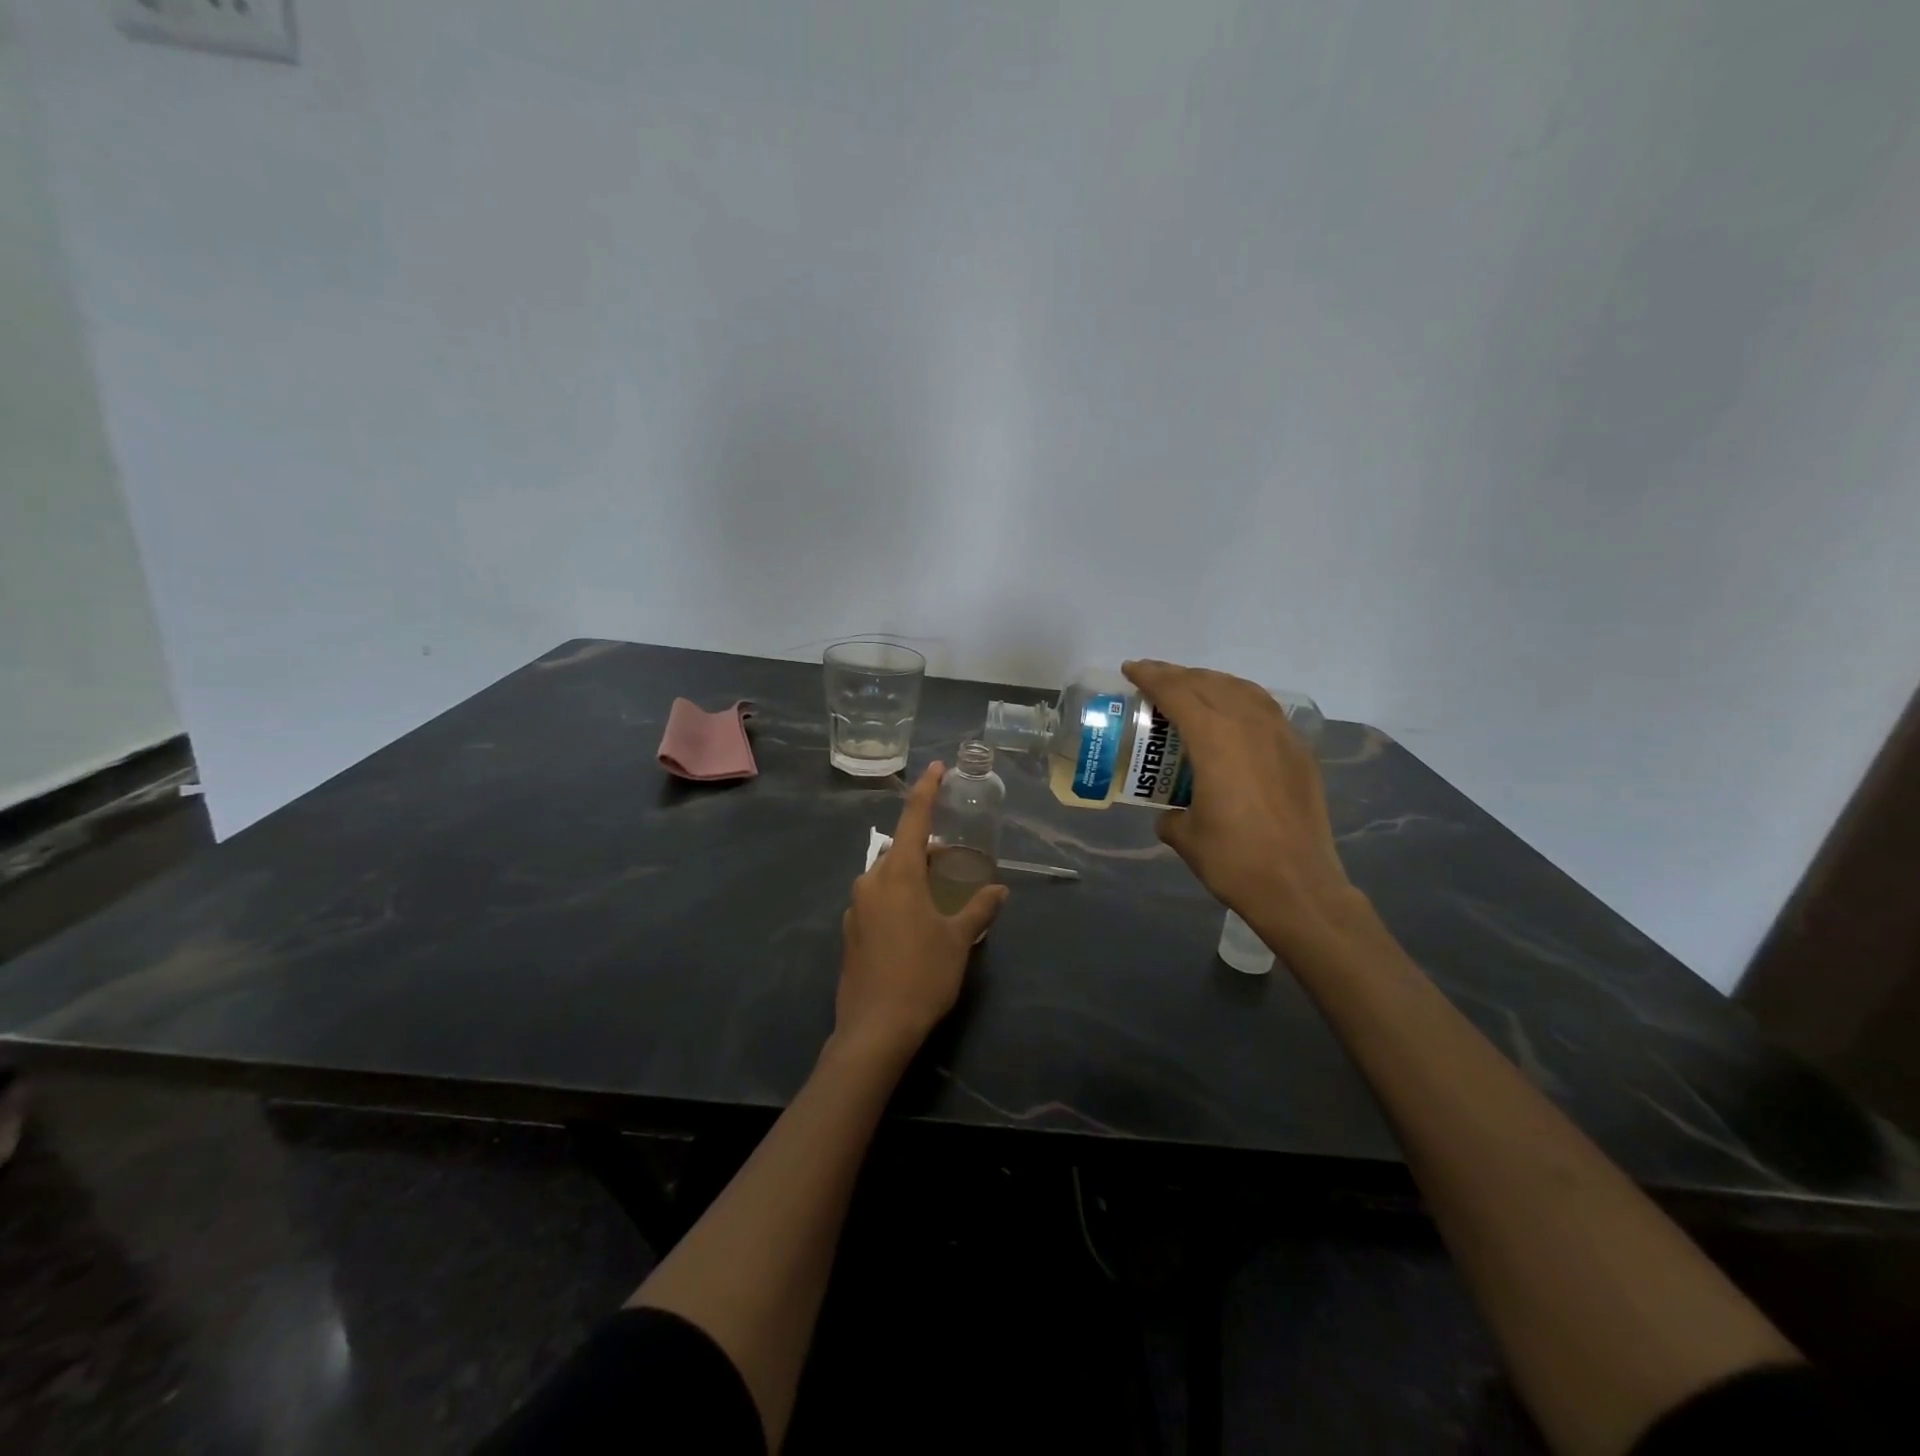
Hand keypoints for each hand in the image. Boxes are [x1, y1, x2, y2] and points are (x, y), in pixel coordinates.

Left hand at [835, 763, 1009, 1060]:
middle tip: (952, 859)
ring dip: (910, 874)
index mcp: (898, 874)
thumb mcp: (959, 940)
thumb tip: (999, 889)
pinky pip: (876, 899)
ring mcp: (855, 906)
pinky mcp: (849, 931)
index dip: (927, 791)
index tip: (936, 768)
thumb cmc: (922, 976)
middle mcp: (871, 881)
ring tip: (938, 893)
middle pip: (900, 850)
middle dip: (925, 848)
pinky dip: (896, 897)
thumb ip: (980, 908)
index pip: (914, 819)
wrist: (874, 1029)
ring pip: (886, 876)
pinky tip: (914, 923)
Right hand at [1122, 660, 1360, 954]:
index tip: (1131, 669)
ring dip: (1212, 682)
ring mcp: (1280, 737)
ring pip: (1242, 690)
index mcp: (1216, 739)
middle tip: (1153, 677)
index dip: (1151, 677)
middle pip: (1209, 684)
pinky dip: (1241, 699)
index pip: (1178, 693)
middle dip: (1177, 675)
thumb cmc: (1233, 859)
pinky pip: (1265, 709)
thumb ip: (1171, 813)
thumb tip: (1171, 812)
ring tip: (1191, 688)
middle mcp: (1250, 726)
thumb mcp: (1185, 836)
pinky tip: (1233, 713)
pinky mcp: (1299, 753)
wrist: (1298, 886)